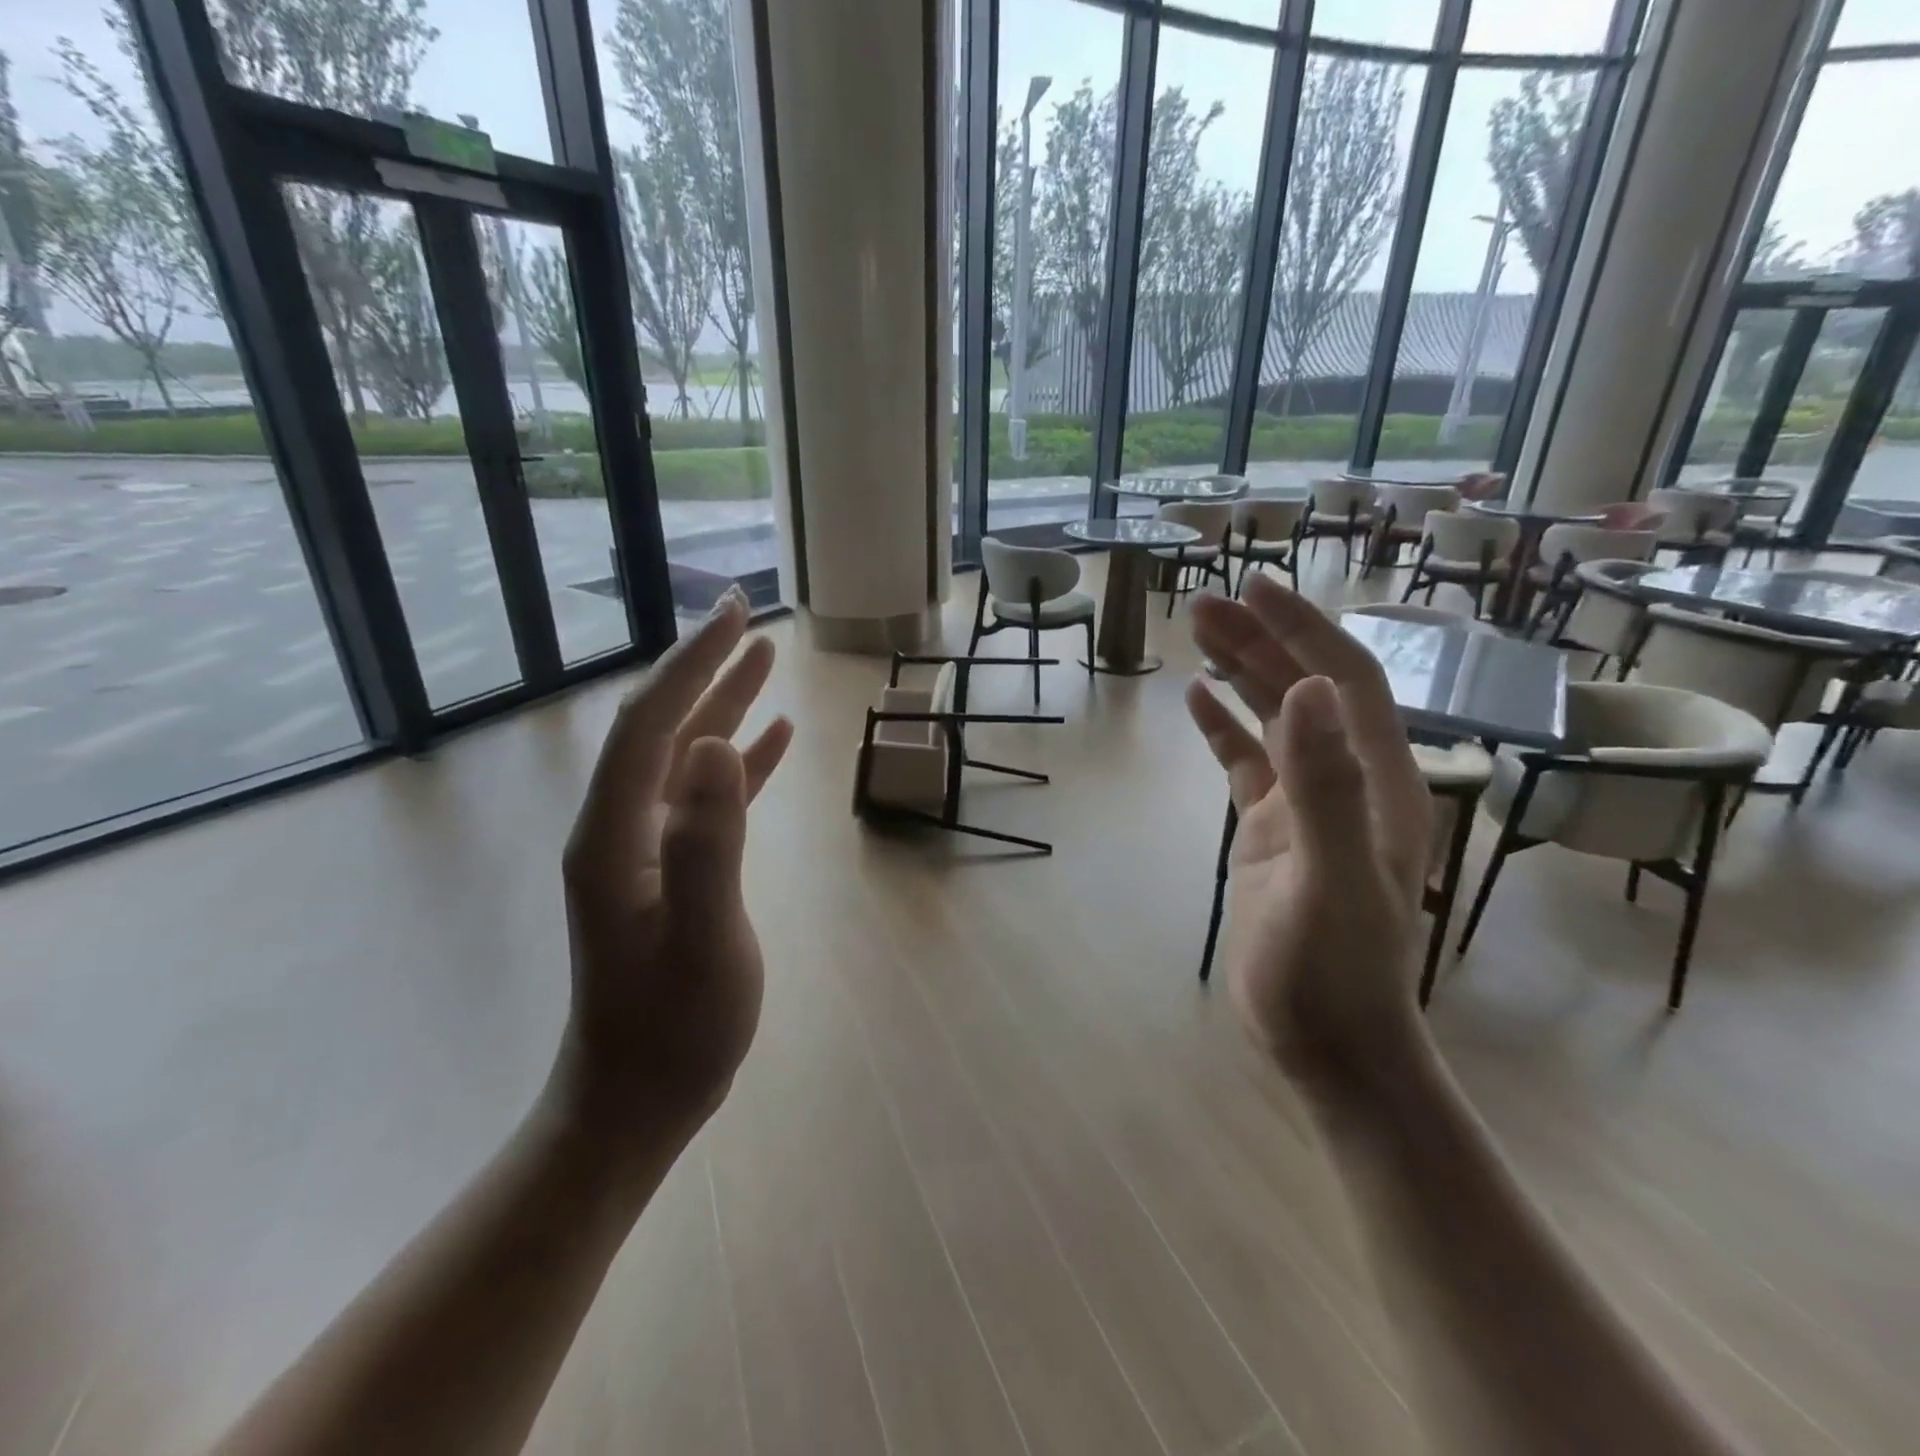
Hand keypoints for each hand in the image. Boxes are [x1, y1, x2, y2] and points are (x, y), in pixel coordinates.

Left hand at [550, 589, 793, 1164]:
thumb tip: (719, 744)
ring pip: (687, 757)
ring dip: (723, 706)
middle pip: (663, 729)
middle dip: (702, 668)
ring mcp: (647, 849)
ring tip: (765, 660)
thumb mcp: (702, 938)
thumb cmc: (673, 1028)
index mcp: (615, 836)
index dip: (690, 666)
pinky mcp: (675, 868)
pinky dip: (740, 762)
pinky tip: (771, 739)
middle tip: (746, 616)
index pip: (649, 726)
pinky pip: (708, 798)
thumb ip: (708, 842)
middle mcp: (622, 828)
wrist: (638, 1099)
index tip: (733, 619)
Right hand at [1187, 577, 1433, 1091]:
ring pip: (1274, 720)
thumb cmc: (1335, 971)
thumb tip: (1304, 690)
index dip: (1304, 630)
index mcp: (1378, 782)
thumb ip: (1325, 787)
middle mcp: (1348, 781)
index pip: (1345, 681)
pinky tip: (1196, 699)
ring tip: (1197, 632)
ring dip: (1240, 673)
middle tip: (1204, 603)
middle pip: (1305, 689)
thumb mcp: (1331, 880)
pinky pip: (1246, 763)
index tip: (1257, 587)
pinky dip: (1223, 727)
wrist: (1329, 1043)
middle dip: (1260, 640)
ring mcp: (1307, 806)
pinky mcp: (1272, 831)